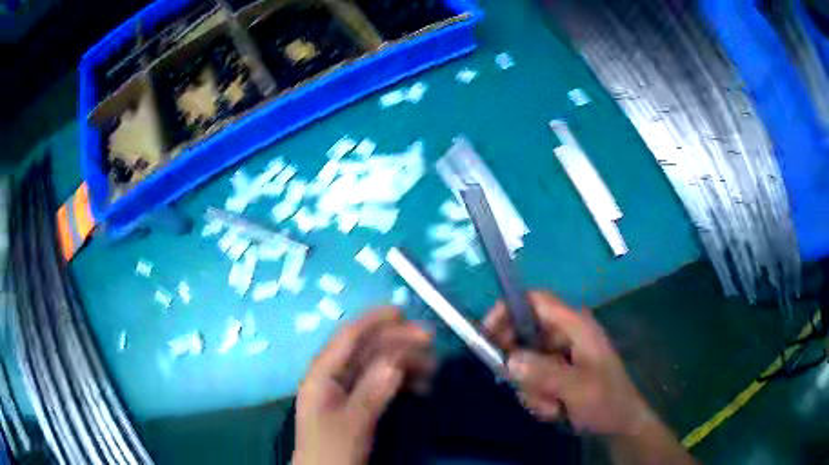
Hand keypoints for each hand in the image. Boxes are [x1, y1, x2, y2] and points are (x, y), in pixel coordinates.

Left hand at [293, 308, 432, 464]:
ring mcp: (344, 389)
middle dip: (396, 340)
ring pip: (375, 364)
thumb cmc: (332, 450)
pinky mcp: (356, 402)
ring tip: (432, 366)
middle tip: (430, 339)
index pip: (347, 338)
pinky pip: (379, 382)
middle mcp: (332, 375)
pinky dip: (400, 379)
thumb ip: (371, 392)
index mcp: (322, 374)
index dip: (372, 320)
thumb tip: (396, 362)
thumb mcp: (352, 423)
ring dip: (403, 360)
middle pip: (365, 348)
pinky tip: (421, 385)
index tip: (402, 311)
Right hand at [483, 291, 653, 435]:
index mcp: (575, 325)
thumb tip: (509, 360)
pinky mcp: (556, 373)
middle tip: (522, 386)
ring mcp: (559, 355)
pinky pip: (530, 379)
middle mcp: (565, 335)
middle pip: (522, 334)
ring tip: (552, 407)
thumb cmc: (607, 401)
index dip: (507, 310)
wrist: (620, 425)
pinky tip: (554, 410)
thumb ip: (544, 373)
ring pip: (523, 363)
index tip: (487, 337)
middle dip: (519, 366)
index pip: (534, 300)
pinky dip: (536, 397)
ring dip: (530, 389)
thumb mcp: (577, 388)